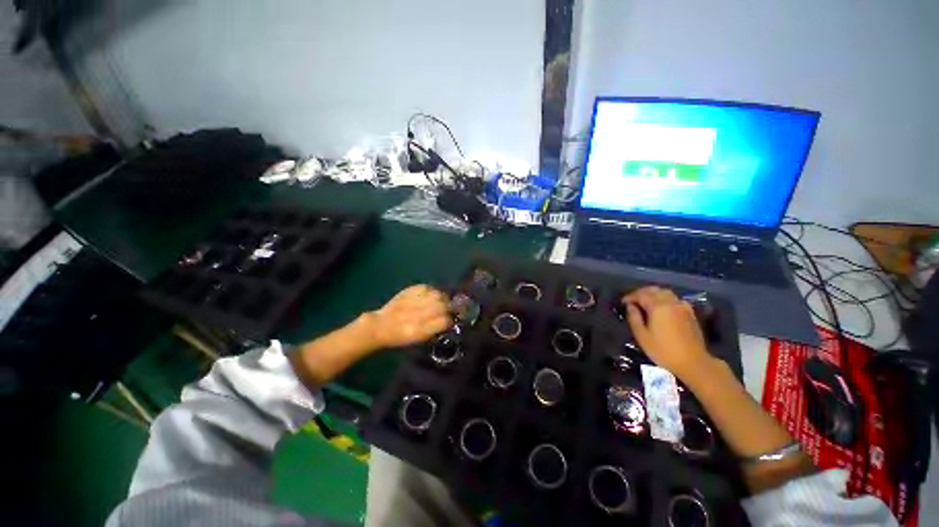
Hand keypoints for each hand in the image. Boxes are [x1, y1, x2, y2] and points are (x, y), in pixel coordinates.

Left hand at [365, 285, 452, 348]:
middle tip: (448, 308)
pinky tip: (430, 295)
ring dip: (442, 297)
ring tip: (440, 300)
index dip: (450, 320)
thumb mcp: (419, 338)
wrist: (381, 326)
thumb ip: (435, 328)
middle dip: (448, 307)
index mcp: (420, 331)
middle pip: (443, 305)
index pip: (444, 321)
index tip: (450, 319)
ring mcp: (413, 301)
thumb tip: (449, 320)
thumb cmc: (401, 336)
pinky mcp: (409, 291)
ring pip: (437, 294)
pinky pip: (427, 287)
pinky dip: (432, 290)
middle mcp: (417, 315)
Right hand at [622, 286, 714, 382]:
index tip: (622, 302)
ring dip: (653, 294)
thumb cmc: (663, 350)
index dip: (630, 297)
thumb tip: (630, 306)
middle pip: (654, 290)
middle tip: (633, 300)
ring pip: (665, 292)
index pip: (640, 295)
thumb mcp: (642, 336)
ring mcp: (682, 307)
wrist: (693, 362)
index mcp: (658, 307)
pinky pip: (674, 299)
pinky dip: (665, 298)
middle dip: (641, 292)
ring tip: (645, 302)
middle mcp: (670, 302)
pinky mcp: (690, 313)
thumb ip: (634, 318)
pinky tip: (662, 307)